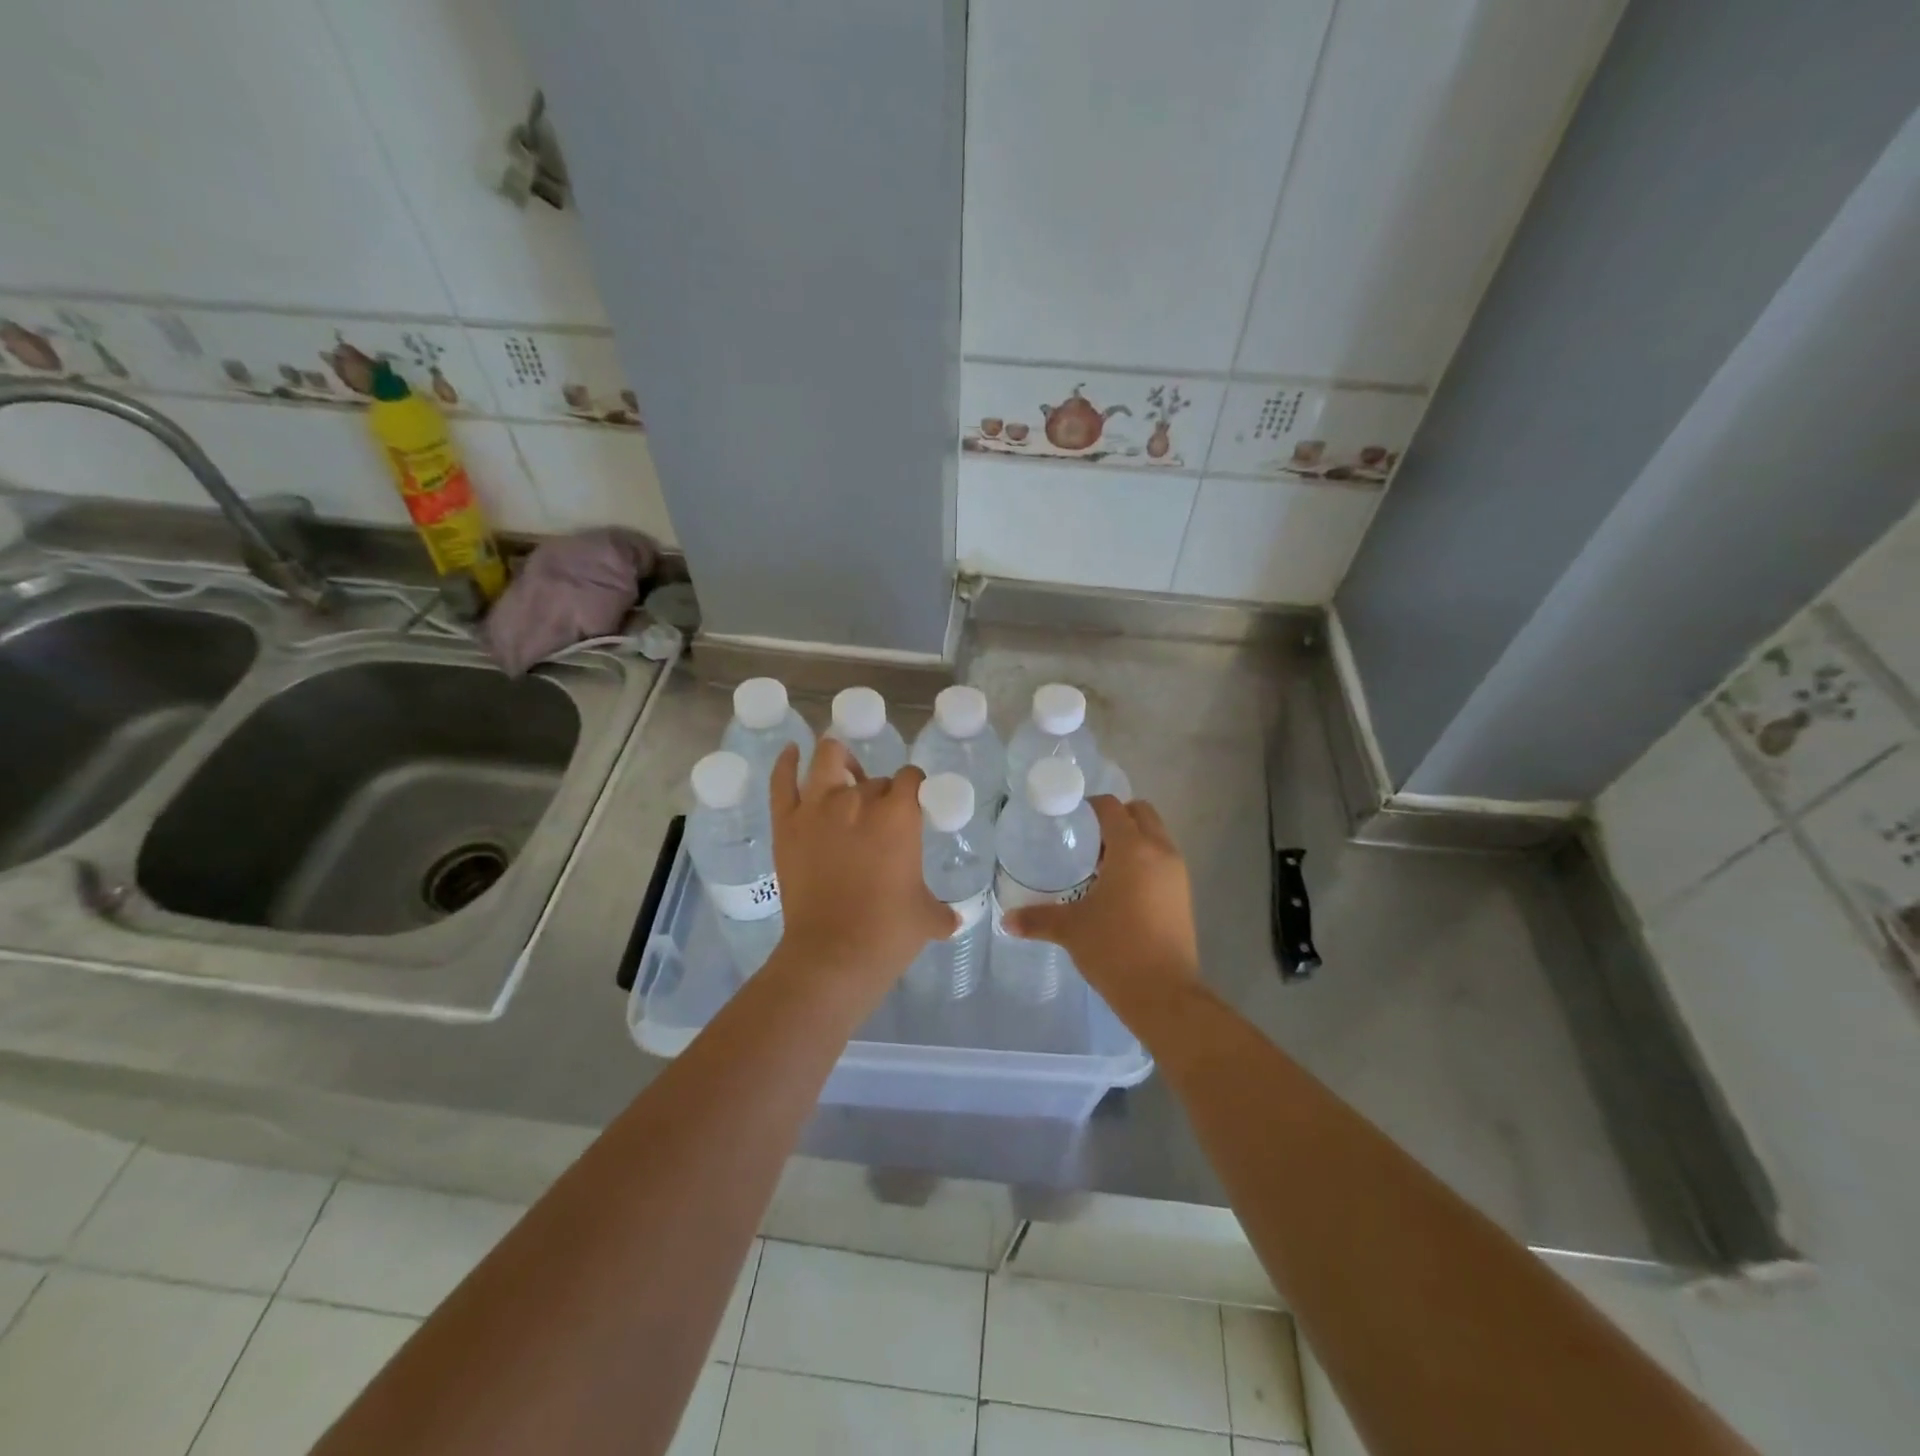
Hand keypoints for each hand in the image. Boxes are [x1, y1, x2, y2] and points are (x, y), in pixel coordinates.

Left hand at [766, 739, 956, 1001]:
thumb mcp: (927, 918)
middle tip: (881, 818)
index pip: (912, 778)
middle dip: (881, 791)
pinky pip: (782, 782)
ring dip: (839, 759)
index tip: (915, 804)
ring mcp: (817, 808)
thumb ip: (942, 911)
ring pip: (827, 759)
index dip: (915, 788)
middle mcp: (858, 800)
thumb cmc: (888, 933)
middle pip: (874, 778)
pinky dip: (785, 762)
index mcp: (898, 815)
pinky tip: (791, 751)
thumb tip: (954, 919)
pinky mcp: (787, 824)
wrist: (833, 955)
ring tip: (843, 768)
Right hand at [1004, 796, 1199, 1020]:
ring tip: (1101, 864)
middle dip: (1116, 817)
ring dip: (1132, 839)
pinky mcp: (1184, 895)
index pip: (1112, 808)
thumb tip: (1007, 921)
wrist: (1164, 994)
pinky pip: (1163, 861)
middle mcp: (1160, 852)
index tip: (1069, 817)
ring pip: (1156, 837)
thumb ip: (1037, 919)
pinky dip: (1144, 861)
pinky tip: (1120, 888)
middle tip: (1087, 838)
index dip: (1090, 806)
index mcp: (1132, 849)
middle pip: (1141, 813)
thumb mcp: (1071, 929)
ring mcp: (1177, 874)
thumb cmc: (1115, 949)